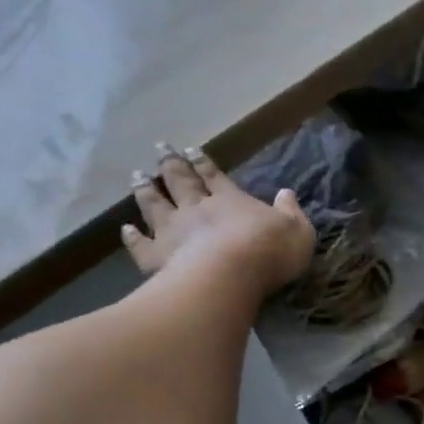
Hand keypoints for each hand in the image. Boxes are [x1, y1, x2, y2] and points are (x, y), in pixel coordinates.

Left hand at [123, 141, 315, 296]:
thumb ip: (291, 212)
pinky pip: (141, 244)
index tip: (190, 149)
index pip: (214, 176)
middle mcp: (197, 209)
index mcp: (230, 200)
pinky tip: (125, 229)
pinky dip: (132, 236)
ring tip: (136, 176)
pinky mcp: (157, 257)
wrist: (230, 275)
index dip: (203, 162)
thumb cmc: (269, 251)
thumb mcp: (297, 231)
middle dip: (170, 164)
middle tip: (159, 148)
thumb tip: (286, 194)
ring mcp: (173, 231)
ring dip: (146, 190)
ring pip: (155, 205)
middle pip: (180, 182)